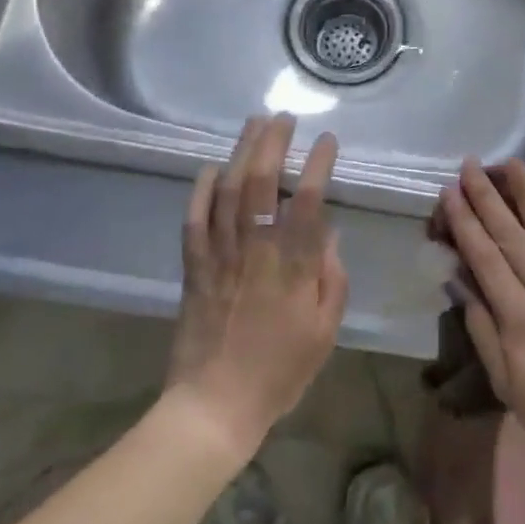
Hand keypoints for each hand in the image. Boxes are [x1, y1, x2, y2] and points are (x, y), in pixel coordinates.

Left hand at [165, 114, 347, 458]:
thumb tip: (327, 233)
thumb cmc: (280, 371)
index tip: (327, 140)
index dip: (317, 164)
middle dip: (273, 143)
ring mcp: (219, 256)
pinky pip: (193, 220)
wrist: (215, 406)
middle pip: (260, 183)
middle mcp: (255, 250)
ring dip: (240, 152)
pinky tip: (209, 167)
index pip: (306, 200)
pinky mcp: (193, 268)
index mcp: (292, 266)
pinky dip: (199, 190)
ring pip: (226, 191)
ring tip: (252, 124)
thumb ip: (331, 277)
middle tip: (283, 117)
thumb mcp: (324, 330)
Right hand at [439, 158, 524, 485]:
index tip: (450, 192)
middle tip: (470, 165)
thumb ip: (482, 328)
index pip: (486, 258)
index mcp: (521, 318)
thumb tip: (462, 281)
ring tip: (512, 164)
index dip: (465, 223)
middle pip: (512, 237)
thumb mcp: (503, 380)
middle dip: (488, 198)